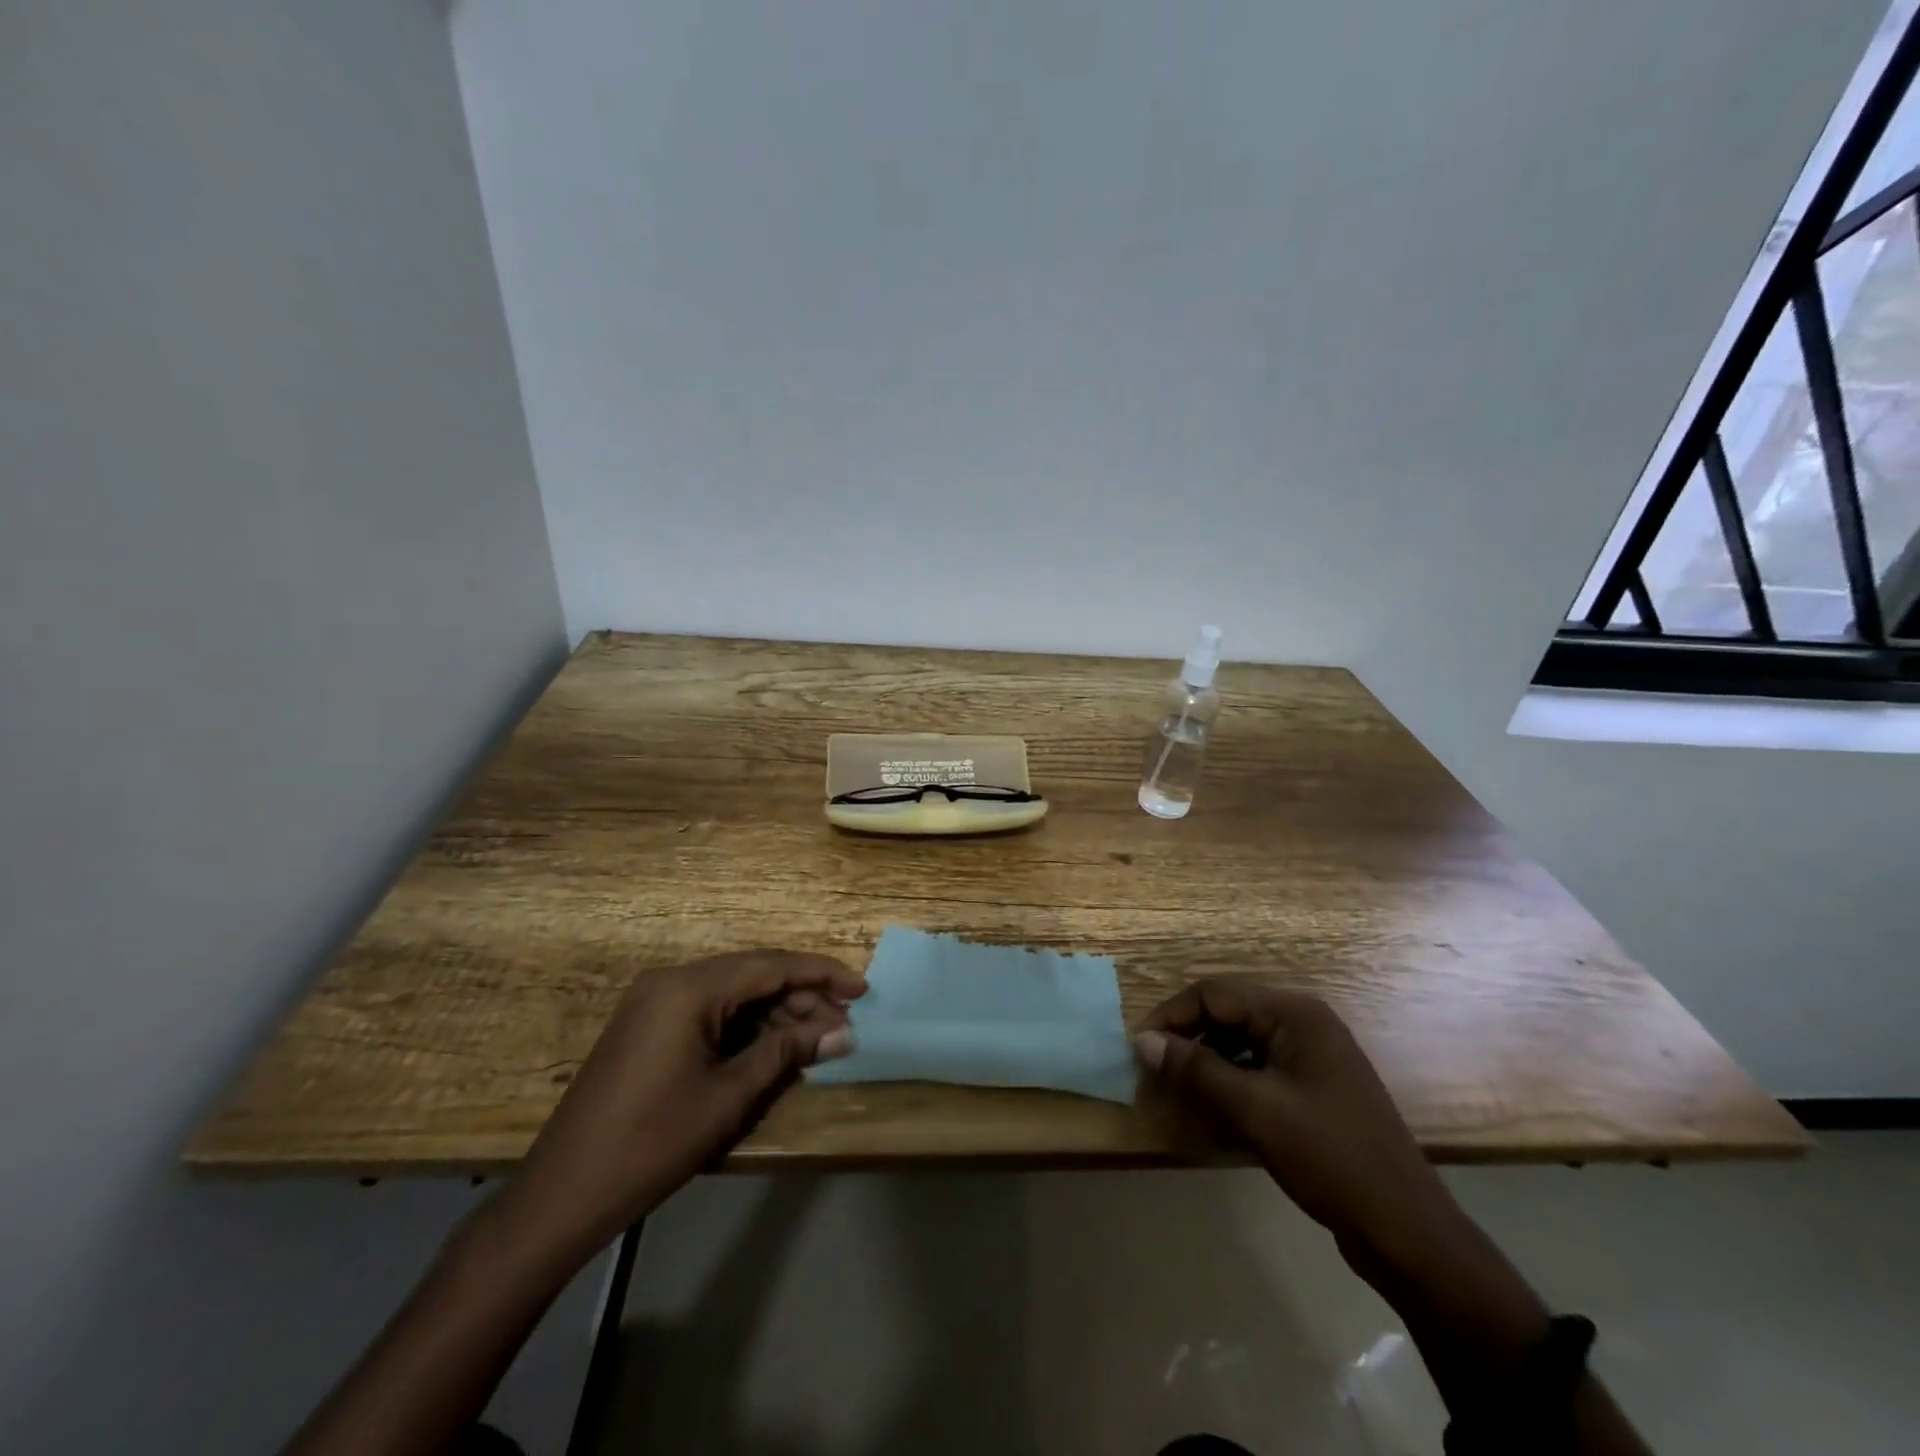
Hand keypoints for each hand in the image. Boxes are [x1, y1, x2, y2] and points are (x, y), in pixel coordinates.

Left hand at [491, 950, 864, 1269]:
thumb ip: (788, 1052)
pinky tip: (772, 1049)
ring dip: (775, 1015)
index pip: (771, 965)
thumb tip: (843, 1032)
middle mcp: (671, 981)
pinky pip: (710, 1012)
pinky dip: (744, 1027)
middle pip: (753, 976)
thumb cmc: (652, 1143)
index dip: (822, 974)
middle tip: (843, 1027)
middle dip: (802, 999)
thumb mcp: (730, 1096)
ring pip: (733, 995)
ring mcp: (655, 1002)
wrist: (561, 1196)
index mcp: (690, 988)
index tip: (862, 989)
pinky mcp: (647, 1026)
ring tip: (816, 1041)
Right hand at [1136, 977, 1459, 1274]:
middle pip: (1228, 1012)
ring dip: (1207, 1058)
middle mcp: (1303, 1021)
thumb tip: (1144, 1041)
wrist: (1406, 1230)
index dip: (1172, 1016)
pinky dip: (1230, 1078)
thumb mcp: (1255, 1110)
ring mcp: (1312, 1054)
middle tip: (1155, 1069)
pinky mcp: (1314, 1085)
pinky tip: (1214, 1105)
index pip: (1214, 993)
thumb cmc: (1329, 1158)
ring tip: (1179, 1088)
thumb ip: (1196, 1070)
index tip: (1140, 1049)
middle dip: (1188, 1036)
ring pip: (1241, 1039)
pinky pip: (1259, 1065)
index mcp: (1294, 1013)